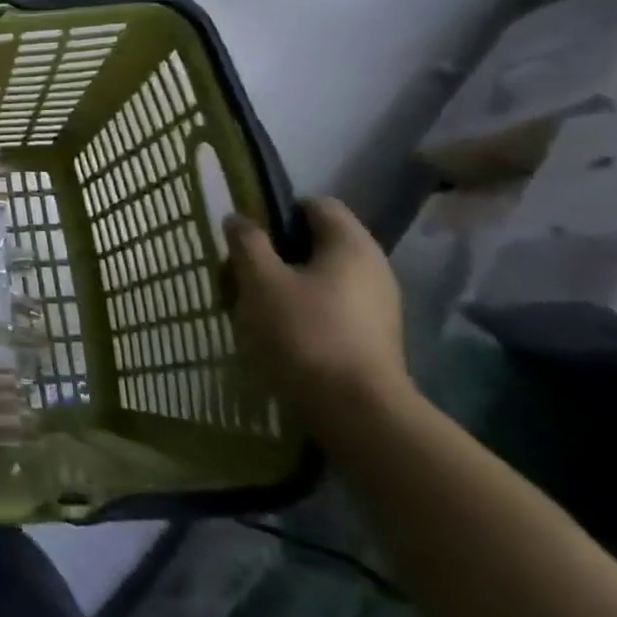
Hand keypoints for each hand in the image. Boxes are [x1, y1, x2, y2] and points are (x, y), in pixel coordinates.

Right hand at [225, 198, 414, 446]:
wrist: (356, 412)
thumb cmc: (304, 333)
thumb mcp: (259, 281)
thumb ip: (247, 243)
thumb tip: (238, 219)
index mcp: (350, 244)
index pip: (315, 205)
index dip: (278, 210)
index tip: (247, 232)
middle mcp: (373, 267)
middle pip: (317, 242)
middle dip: (277, 251)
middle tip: (242, 269)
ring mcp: (377, 305)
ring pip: (321, 277)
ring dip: (286, 283)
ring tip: (253, 303)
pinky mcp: (372, 337)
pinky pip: (330, 307)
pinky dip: (303, 310)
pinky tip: (277, 330)